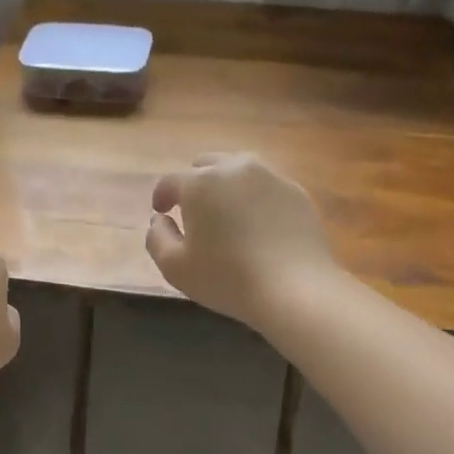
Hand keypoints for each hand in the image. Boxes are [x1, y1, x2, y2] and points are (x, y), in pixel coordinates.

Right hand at [145, 153, 339, 326]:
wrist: (294, 288)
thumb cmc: (226, 278)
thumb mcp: (175, 267)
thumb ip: (157, 238)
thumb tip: (159, 219)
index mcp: (200, 183)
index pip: (170, 181)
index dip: (161, 196)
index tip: (161, 212)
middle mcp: (235, 168)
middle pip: (206, 165)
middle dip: (194, 184)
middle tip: (194, 211)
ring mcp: (270, 176)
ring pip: (239, 170)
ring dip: (226, 186)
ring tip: (226, 214)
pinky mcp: (296, 192)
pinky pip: (266, 187)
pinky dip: (255, 199)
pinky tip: (257, 225)